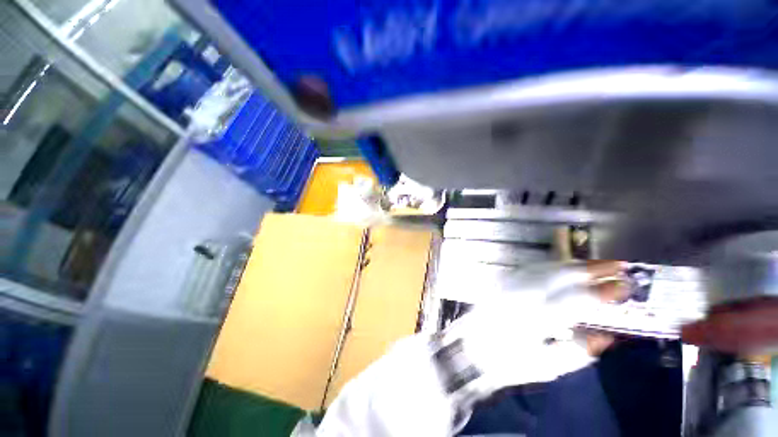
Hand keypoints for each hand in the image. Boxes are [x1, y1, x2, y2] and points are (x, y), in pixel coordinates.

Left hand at [443, 261, 626, 393]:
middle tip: (619, 266)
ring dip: (574, 264)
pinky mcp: (502, 280)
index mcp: (535, 318)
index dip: (603, 292)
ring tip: (597, 265)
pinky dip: (552, 265)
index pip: (576, 299)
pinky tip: (564, 266)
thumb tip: (606, 336)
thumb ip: (578, 352)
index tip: (626, 288)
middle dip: (592, 268)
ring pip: (546, 266)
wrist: (471, 347)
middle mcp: (522, 294)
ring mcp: (509, 283)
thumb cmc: (508, 361)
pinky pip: (531, 267)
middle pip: (561, 274)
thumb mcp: (546, 366)